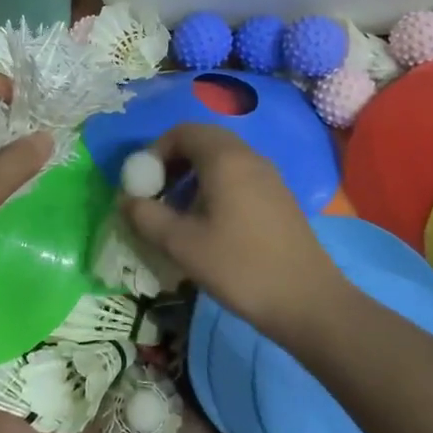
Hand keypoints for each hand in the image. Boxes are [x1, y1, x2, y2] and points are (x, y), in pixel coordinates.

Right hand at [122, 123, 346, 341]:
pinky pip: (239, 175)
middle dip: (173, 161)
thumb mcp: (182, 244)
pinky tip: (209, 223)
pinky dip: (215, 186)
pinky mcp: (279, 197)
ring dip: (194, 175)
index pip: (182, 132)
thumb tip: (125, 200)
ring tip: (178, 212)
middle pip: (203, 141)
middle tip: (157, 193)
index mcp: (225, 158)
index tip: (142, 183)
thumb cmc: (239, 266)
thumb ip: (146, 216)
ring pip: (222, 159)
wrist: (307, 301)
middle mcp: (249, 157)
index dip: (155, 151)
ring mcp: (269, 176)